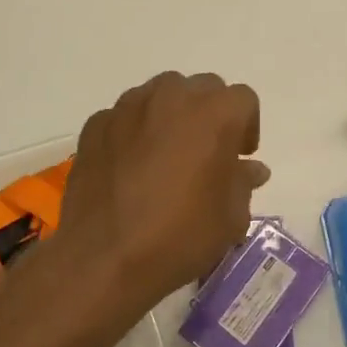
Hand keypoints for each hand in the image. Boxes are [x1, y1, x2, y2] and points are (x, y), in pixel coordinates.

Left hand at [36, 72, 269, 342]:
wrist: (104, 257)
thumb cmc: (180, 236)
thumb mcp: (230, 218)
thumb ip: (243, 182)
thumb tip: (250, 169)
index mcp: (215, 113)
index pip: (243, 100)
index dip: (246, 127)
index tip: (238, 156)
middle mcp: (172, 96)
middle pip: (201, 89)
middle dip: (208, 114)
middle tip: (204, 153)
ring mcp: (128, 106)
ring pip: (160, 95)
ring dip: (169, 116)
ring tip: (164, 157)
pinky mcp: (96, 124)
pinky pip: (124, 117)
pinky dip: (132, 132)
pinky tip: (129, 167)